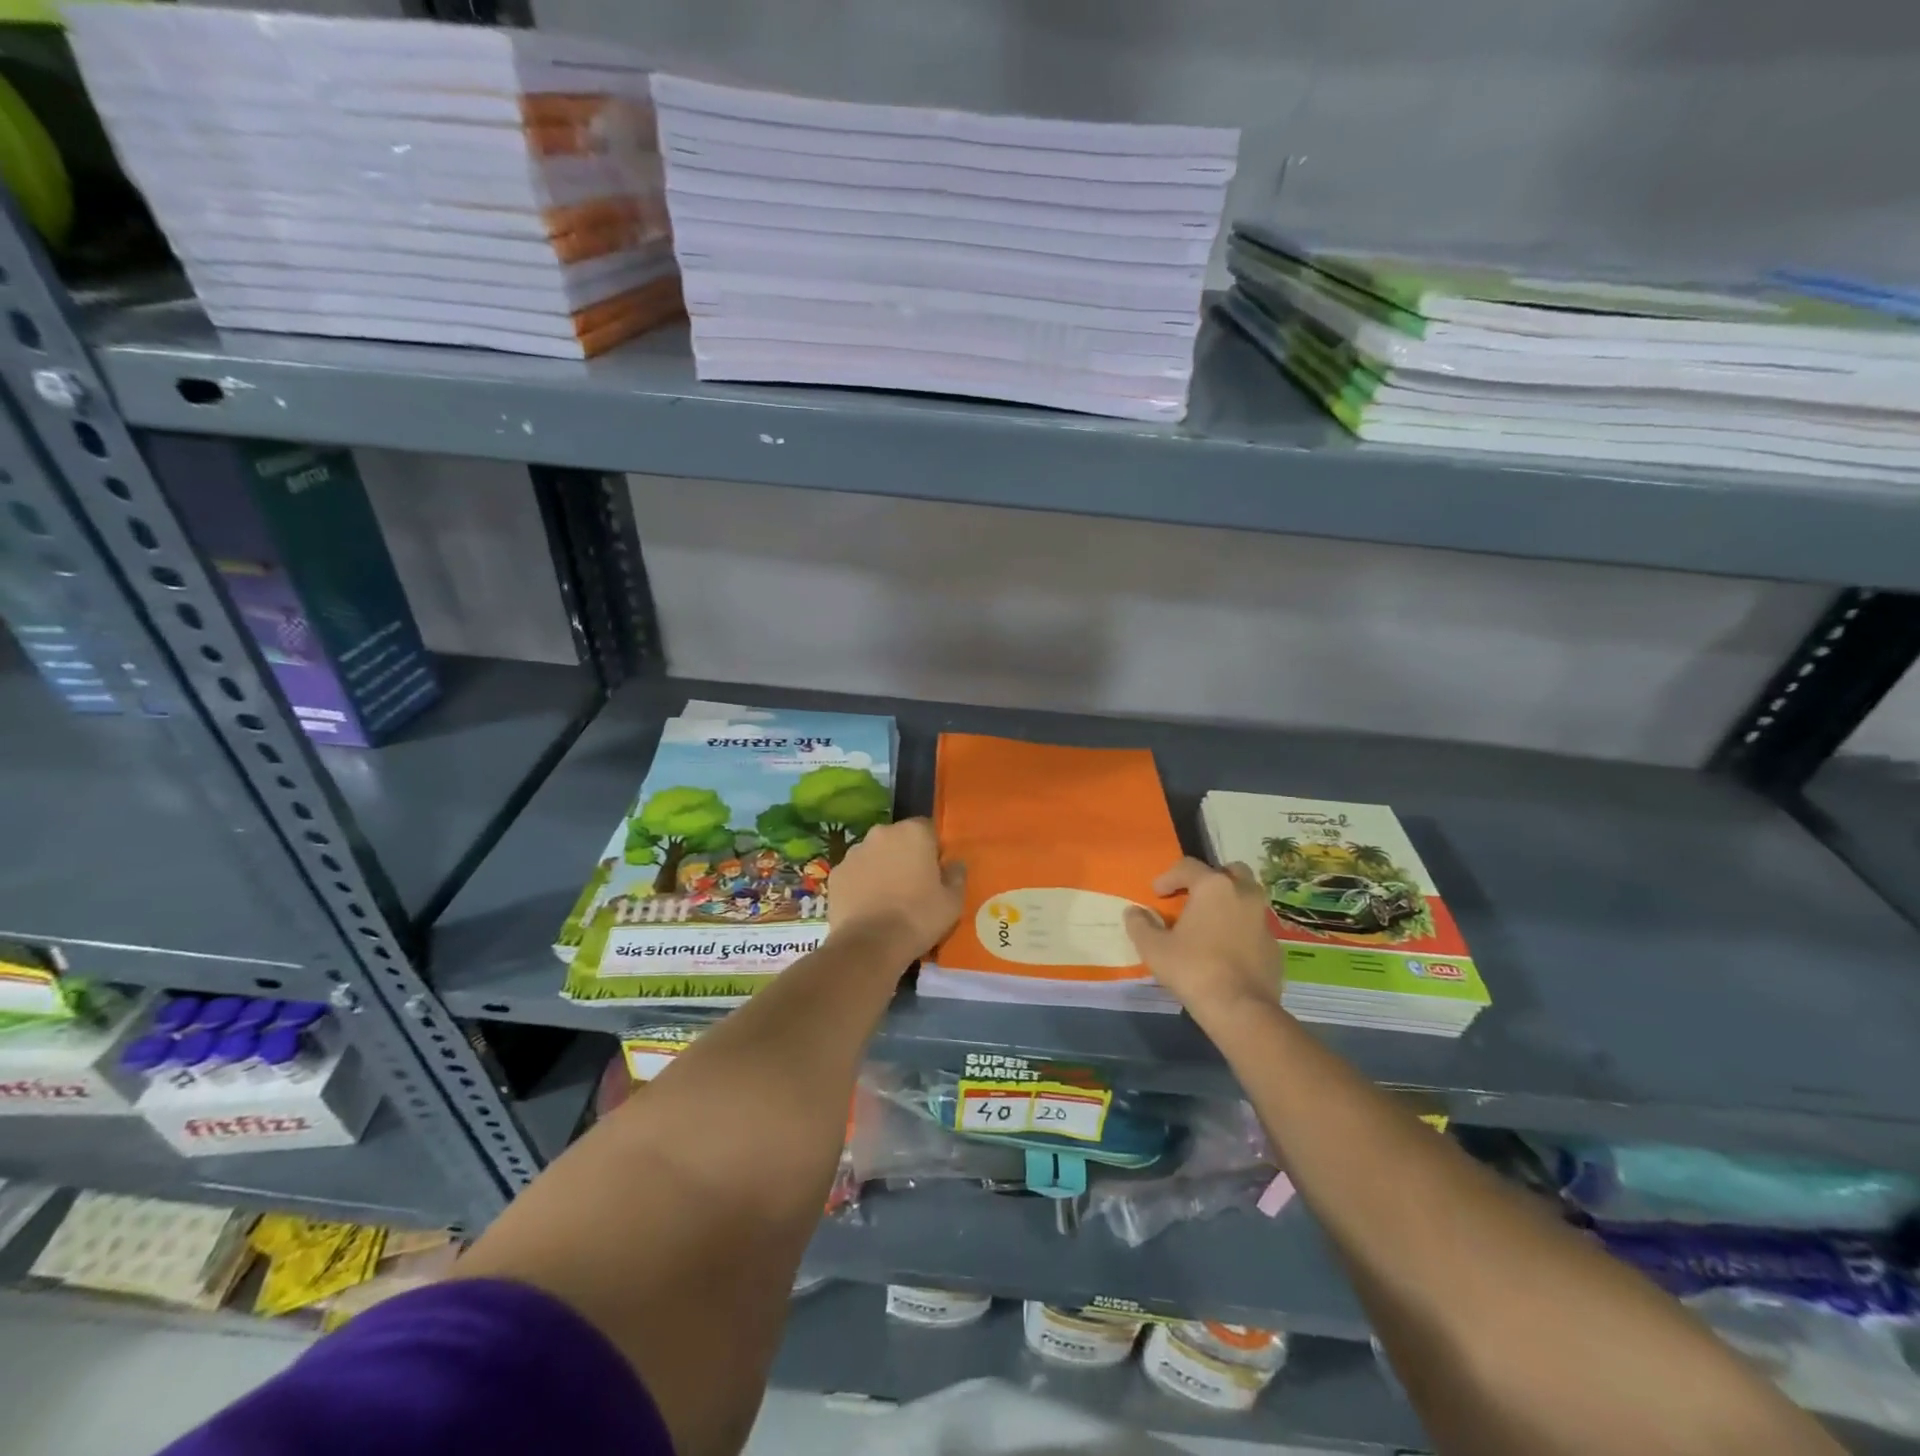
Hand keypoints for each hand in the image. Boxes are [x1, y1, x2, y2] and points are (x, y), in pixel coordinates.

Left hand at [828, 818, 965, 961]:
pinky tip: (867, 907)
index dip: (932, 850)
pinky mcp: (835, 874)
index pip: (927, 829)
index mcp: (913, 833)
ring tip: (887, 898)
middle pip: (898, 839)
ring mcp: (854, 852)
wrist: (869, 945)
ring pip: (874, 854)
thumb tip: (955, 863)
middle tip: (912, 885)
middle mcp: (881, 833)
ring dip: (881, 867)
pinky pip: (855, 873)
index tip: (935, 872)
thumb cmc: (918, 917)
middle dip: (905, 855)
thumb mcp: (953, 901)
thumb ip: (957, 875)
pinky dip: (860, 883)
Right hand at [1125, 858, 1282, 1020]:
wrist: (1240, 1009)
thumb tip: (1134, 912)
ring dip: (1229, 902)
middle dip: (1209, 879)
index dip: (1168, 877)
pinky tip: (1226, 950)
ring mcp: (1263, 920)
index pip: (1188, 867)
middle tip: (1192, 898)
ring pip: (1247, 898)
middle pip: (1229, 872)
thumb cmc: (1193, 969)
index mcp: (1214, 887)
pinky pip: (1254, 927)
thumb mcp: (1153, 948)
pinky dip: (1240, 929)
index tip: (1157, 895)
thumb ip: (1140, 924)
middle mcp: (1244, 894)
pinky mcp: (1275, 946)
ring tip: (1210, 923)